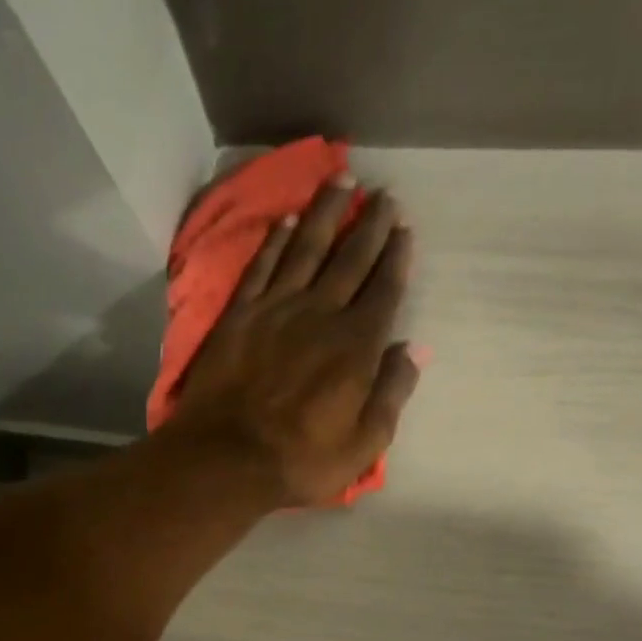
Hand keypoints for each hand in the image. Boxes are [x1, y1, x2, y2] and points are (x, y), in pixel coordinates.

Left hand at [167, 179, 420, 508]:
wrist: (226, 459)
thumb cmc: (300, 460)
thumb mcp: (363, 444)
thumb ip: (392, 392)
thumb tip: (415, 348)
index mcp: (356, 346)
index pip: (384, 289)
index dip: (396, 256)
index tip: (404, 227)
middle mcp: (320, 314)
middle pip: (350, 258)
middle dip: (369, 223)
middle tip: (382, 193)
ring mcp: (275, 310)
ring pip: (306, 248)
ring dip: (325, 212)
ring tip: (341, 180)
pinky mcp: (238, 315)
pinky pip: (261, 267)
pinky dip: (275, 241)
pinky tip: (286, 219)